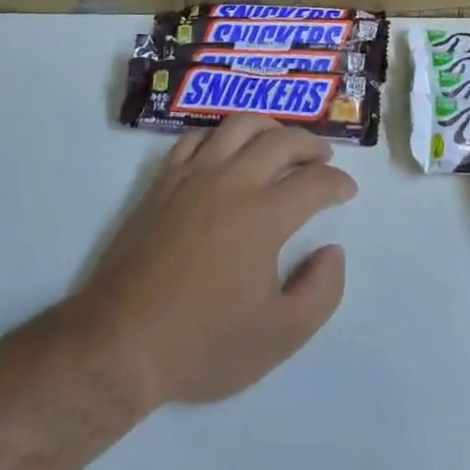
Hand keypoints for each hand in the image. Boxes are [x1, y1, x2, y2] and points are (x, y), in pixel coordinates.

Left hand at [74, 116, 357, 408]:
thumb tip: (333, 252)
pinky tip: (227, 148)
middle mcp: (232, 182)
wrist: (121, 343)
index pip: (314, 182)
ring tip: (281, 141)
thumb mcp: (280, 336)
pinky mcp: (163, 183)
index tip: (347, 191)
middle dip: (311, 144)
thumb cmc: (204, 343)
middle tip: (324, 158)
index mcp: (264, 215)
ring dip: (269, 126)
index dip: (338, 182)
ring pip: (238, 125)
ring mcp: (193, 177)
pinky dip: (220, 134)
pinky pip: (195, 138)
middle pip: (281, 140)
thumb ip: (321, 291)